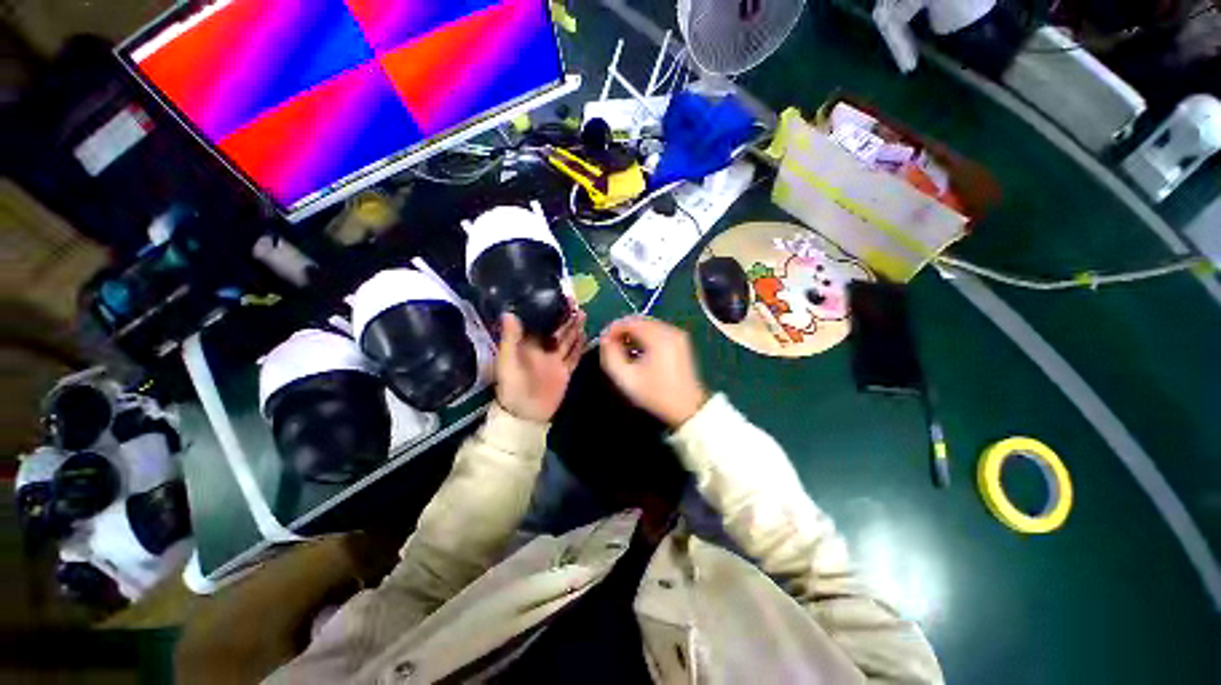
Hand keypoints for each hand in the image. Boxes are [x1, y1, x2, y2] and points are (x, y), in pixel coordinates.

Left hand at [495, 311, 586, 422]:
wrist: (525, 414)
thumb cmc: (512, 386)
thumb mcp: (507, 361)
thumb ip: (510, 338)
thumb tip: (508, 313)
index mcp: (527, 346)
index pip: (539, 324)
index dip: (547, 312)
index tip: (555, 298)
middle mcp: (542, 351)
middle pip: (556, 331)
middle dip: (565, 317)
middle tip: (574, 303)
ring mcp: (555, 361)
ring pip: (567, 341)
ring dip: (574, 328)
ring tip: (582, 314)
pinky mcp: (565, 371)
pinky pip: (574, 356)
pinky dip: (579, 347)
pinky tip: (586, 335)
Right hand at [599, 316, 707, 428]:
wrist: (688, 408)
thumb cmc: (655, 394)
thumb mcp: (627, 379)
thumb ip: (611, 356)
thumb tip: (604, 340)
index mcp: (658, 337)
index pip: (629, 321)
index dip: (612, 329)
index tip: (603, 342)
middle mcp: (670, 330)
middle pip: (639, 320)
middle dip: (622, 330)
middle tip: (610, 345)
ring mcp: (677, 335)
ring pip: (648, 325)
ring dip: (633, 333)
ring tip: (622, 349)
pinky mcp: (680, 342)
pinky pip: (657, 331)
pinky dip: (644, 337)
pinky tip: (638, 351)